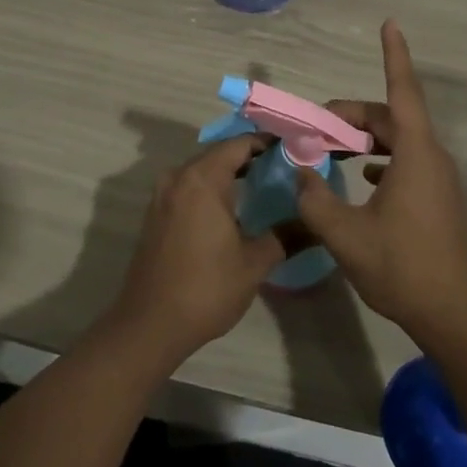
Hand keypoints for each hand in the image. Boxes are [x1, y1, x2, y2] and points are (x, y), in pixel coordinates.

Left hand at [106, 134, 283, 366]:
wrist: (149, 325)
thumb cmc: (206, 289)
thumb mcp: (254, 263)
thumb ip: (286, 236)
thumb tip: (316, 223)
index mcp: (202, 179)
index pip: (239, 144)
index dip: (267, 142)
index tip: (293, 147)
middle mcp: (178, 177)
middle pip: (219, 153)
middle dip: (250, 156)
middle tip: (283, 165)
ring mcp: (163, 195)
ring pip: (202, 170)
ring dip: (229, 172)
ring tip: (263, 183)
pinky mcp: (156, 213)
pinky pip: (189, 186)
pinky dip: (211, 187)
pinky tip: (232, 206)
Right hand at [295, 20, 466, 350]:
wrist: (455, 317)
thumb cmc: (402, 268)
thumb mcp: (345, 235)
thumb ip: (315, 198)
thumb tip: (301, 172)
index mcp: (416, 154)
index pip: (402, 91)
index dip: (394, 55)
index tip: (390, 23)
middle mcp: (432, 158)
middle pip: (391, 117)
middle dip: (352, 114)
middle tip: (315, 127)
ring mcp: (438, 179)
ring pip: (398, 140)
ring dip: (365, 138)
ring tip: (331, 147)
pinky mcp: (438, 199)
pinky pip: (406, 161)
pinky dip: (380, 157)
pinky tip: (361, 174)